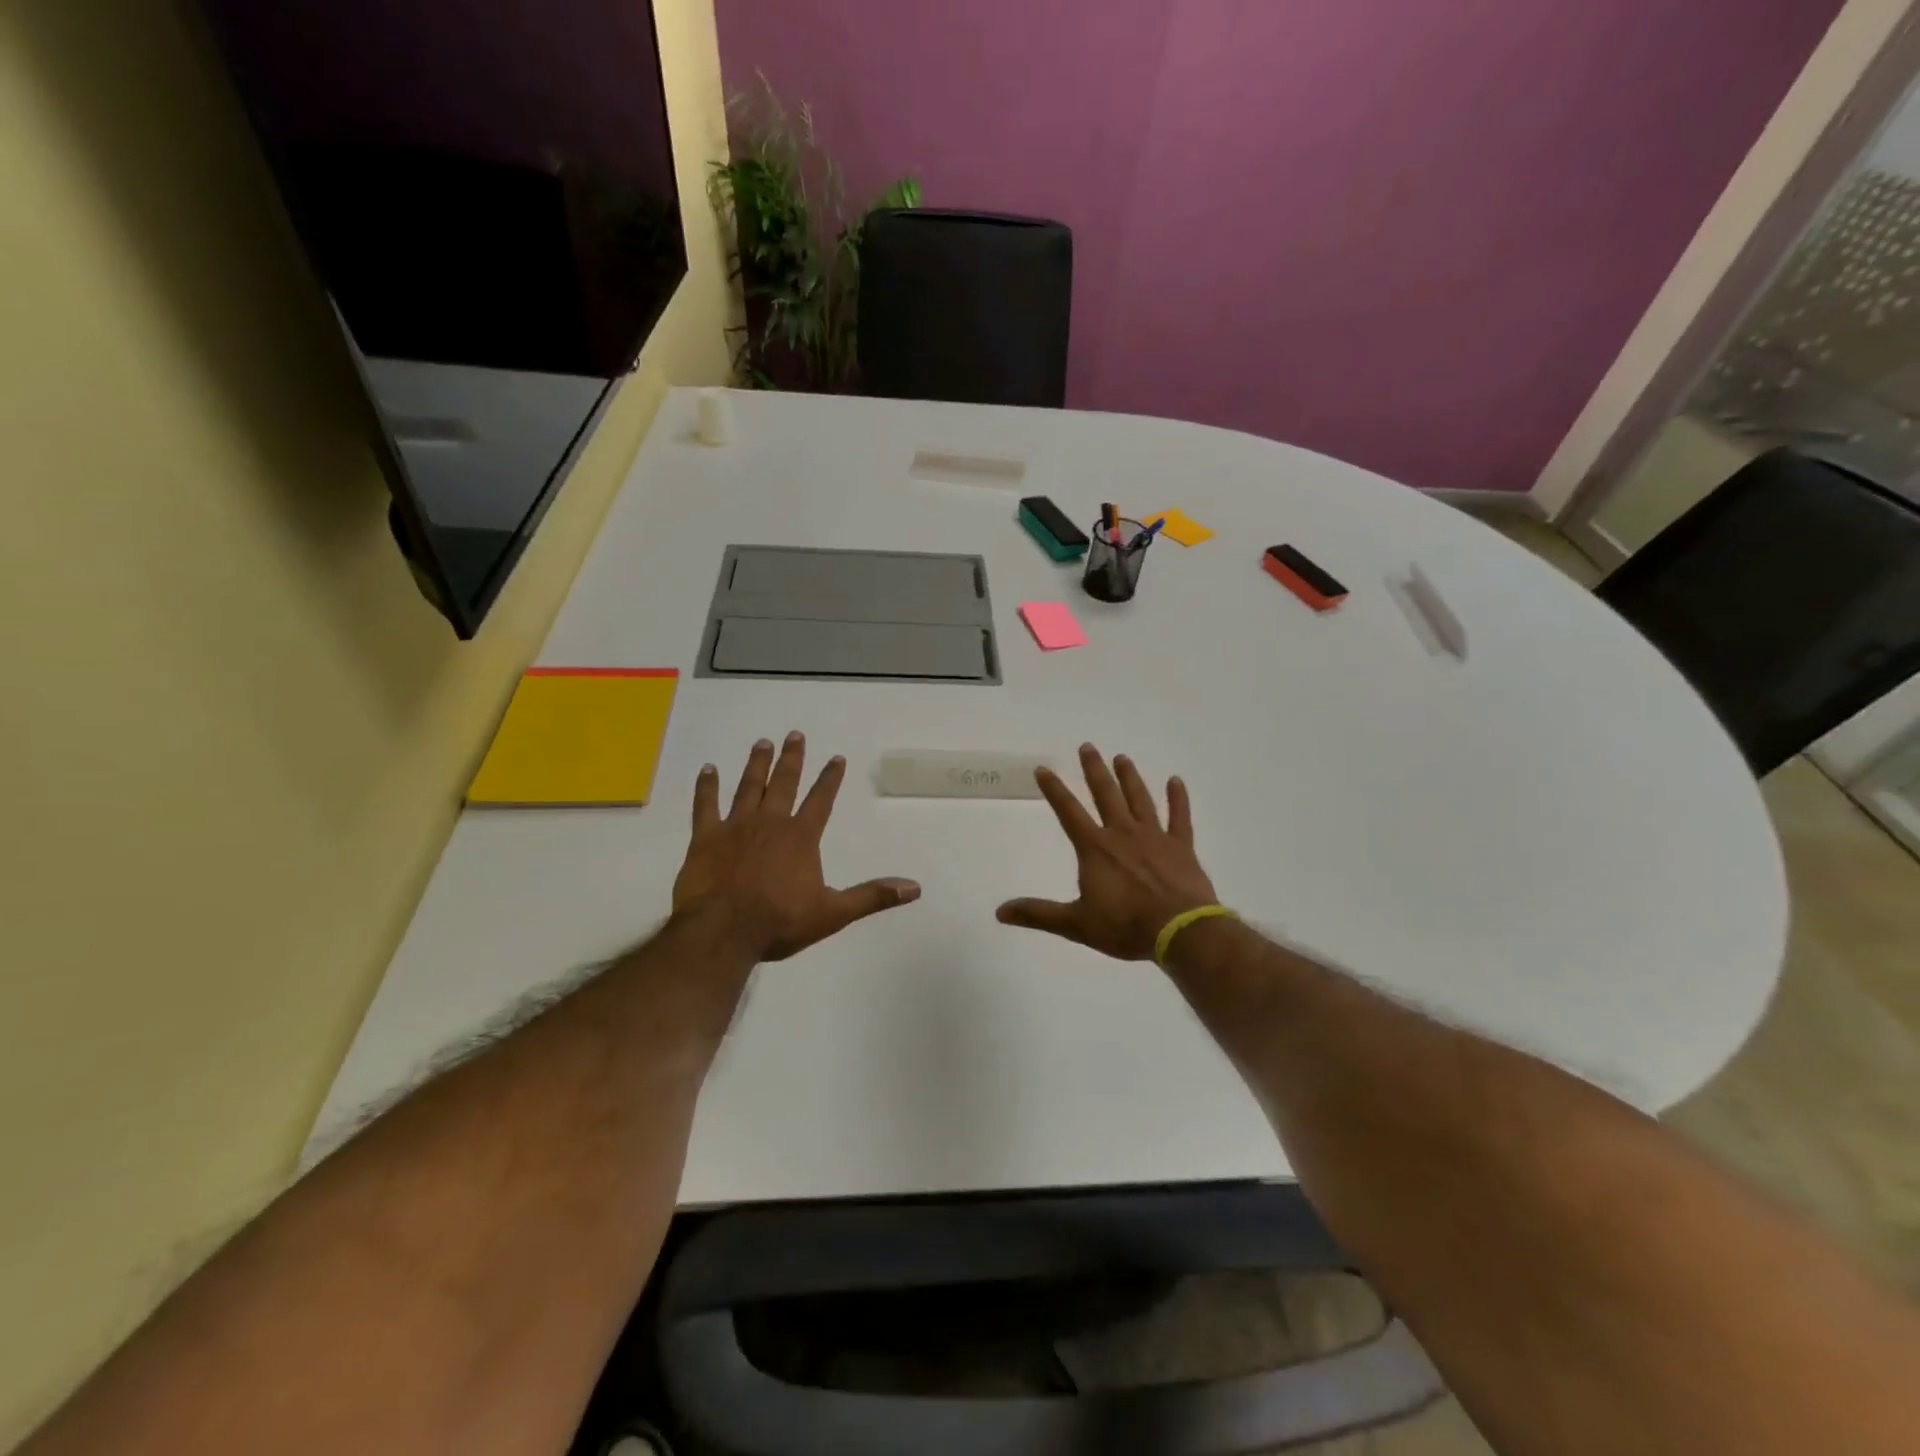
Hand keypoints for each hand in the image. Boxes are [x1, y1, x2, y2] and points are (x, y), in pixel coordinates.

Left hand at [672, 733, 920, 960]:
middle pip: (784, 783)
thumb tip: (915, 888)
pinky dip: (706, 786)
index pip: (821, 800)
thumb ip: (872, 896)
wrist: (722, 932)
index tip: (836, 757)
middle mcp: (770, 823)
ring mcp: (735, 827)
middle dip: (792, 759)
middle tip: (794, 735)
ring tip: (763, 742)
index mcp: (801, 838)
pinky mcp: (706, 838)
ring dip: (757, 764)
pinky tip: (708, 768)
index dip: (830, 778)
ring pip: (748, 787)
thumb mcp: (833, 913)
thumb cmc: (779, 922)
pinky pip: (705, 805)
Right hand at [997, 744, 1218, 960]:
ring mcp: (1155, 837)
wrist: (1179, 932)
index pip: (1068, 812)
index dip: (1054, 790)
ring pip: (1140, 799)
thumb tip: (1000, 911)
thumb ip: (1038, 914)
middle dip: (1094, 770)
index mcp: (1095, 848)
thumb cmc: (1125, 926)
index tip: (1043, 769)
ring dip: (1129, 777)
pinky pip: (1179, 817)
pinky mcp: (1181, 847)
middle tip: (1087, 746)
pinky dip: (1178, 798)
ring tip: (1122, 758)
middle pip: (1106, 795)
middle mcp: (1122, 834)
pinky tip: (1175, 781)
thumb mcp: (1075, 924)